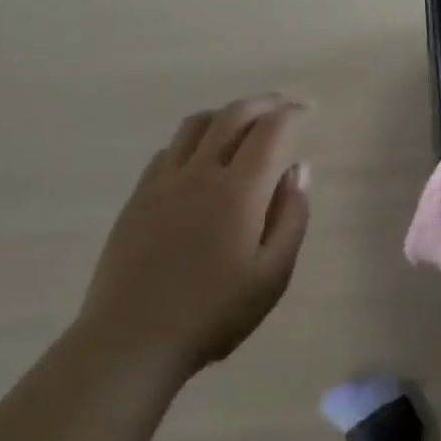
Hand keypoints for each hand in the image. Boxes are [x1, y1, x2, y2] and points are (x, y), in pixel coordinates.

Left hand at [75, 94, 312, 380]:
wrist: (132, 339)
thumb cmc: (214, 313)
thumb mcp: (272, 276)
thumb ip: (291, 217)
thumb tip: (299, 169)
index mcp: (240, 190)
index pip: (271, 131)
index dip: (293, 113)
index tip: (309, 110)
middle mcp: (200, 172)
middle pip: (233, 115)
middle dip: (263, 102)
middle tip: (284, 104)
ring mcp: (163, 182)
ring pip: (196, 125)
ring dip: (226, 113)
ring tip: (245, 123)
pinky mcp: (139, 197)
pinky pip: (170, 149)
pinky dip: (195, 138)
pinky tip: (202, 158)